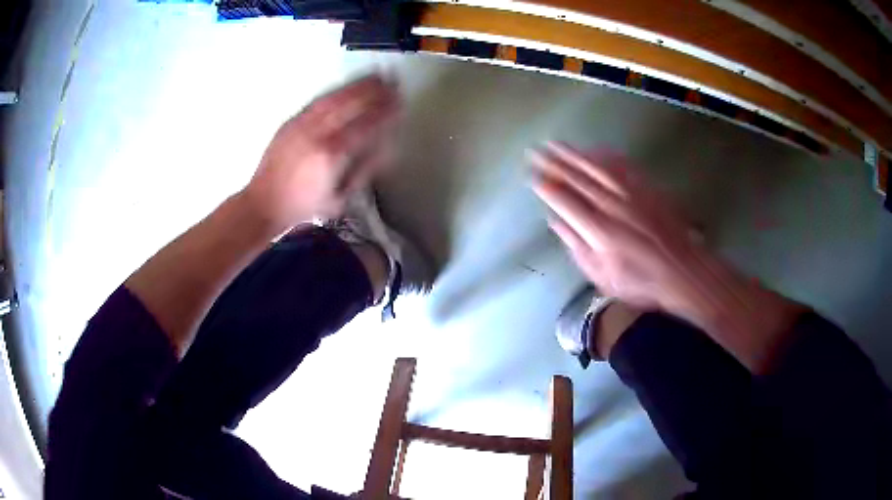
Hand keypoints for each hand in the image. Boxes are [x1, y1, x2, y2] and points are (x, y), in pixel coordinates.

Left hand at [243, 75, 400, 232]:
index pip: (367, 123)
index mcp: (332, 154)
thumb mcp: (341, 196)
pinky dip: (337, 91)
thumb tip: (385, 145)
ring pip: (334, 97)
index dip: (386, 110)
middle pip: (351, 103)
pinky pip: (318, 100)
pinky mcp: (290, 123)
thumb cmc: (304, 206)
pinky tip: (347, 87)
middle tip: (392, 82)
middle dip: (375, 90)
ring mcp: (301, 125)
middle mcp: (317, 133)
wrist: (264, 204)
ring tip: (375, 77)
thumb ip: (364, 169)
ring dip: (357, 85)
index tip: (400, 102)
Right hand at [532, 143, 806, 371]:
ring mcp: (630, 194)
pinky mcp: (646, 189)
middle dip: (554, 163)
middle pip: (577, 178)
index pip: (563, 200)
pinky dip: (605, 155)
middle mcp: (611, 205)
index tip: (533, 176)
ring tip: (557, 144)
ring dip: (575, 154)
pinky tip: (595, 149)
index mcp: (597, 230)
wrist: (682, 272)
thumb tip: (556, 222)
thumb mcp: (602, 277)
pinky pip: (622, 166)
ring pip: (597, 167)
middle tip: (537, 150)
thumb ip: (577, 247)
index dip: (546, 186)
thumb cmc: (641, 283)